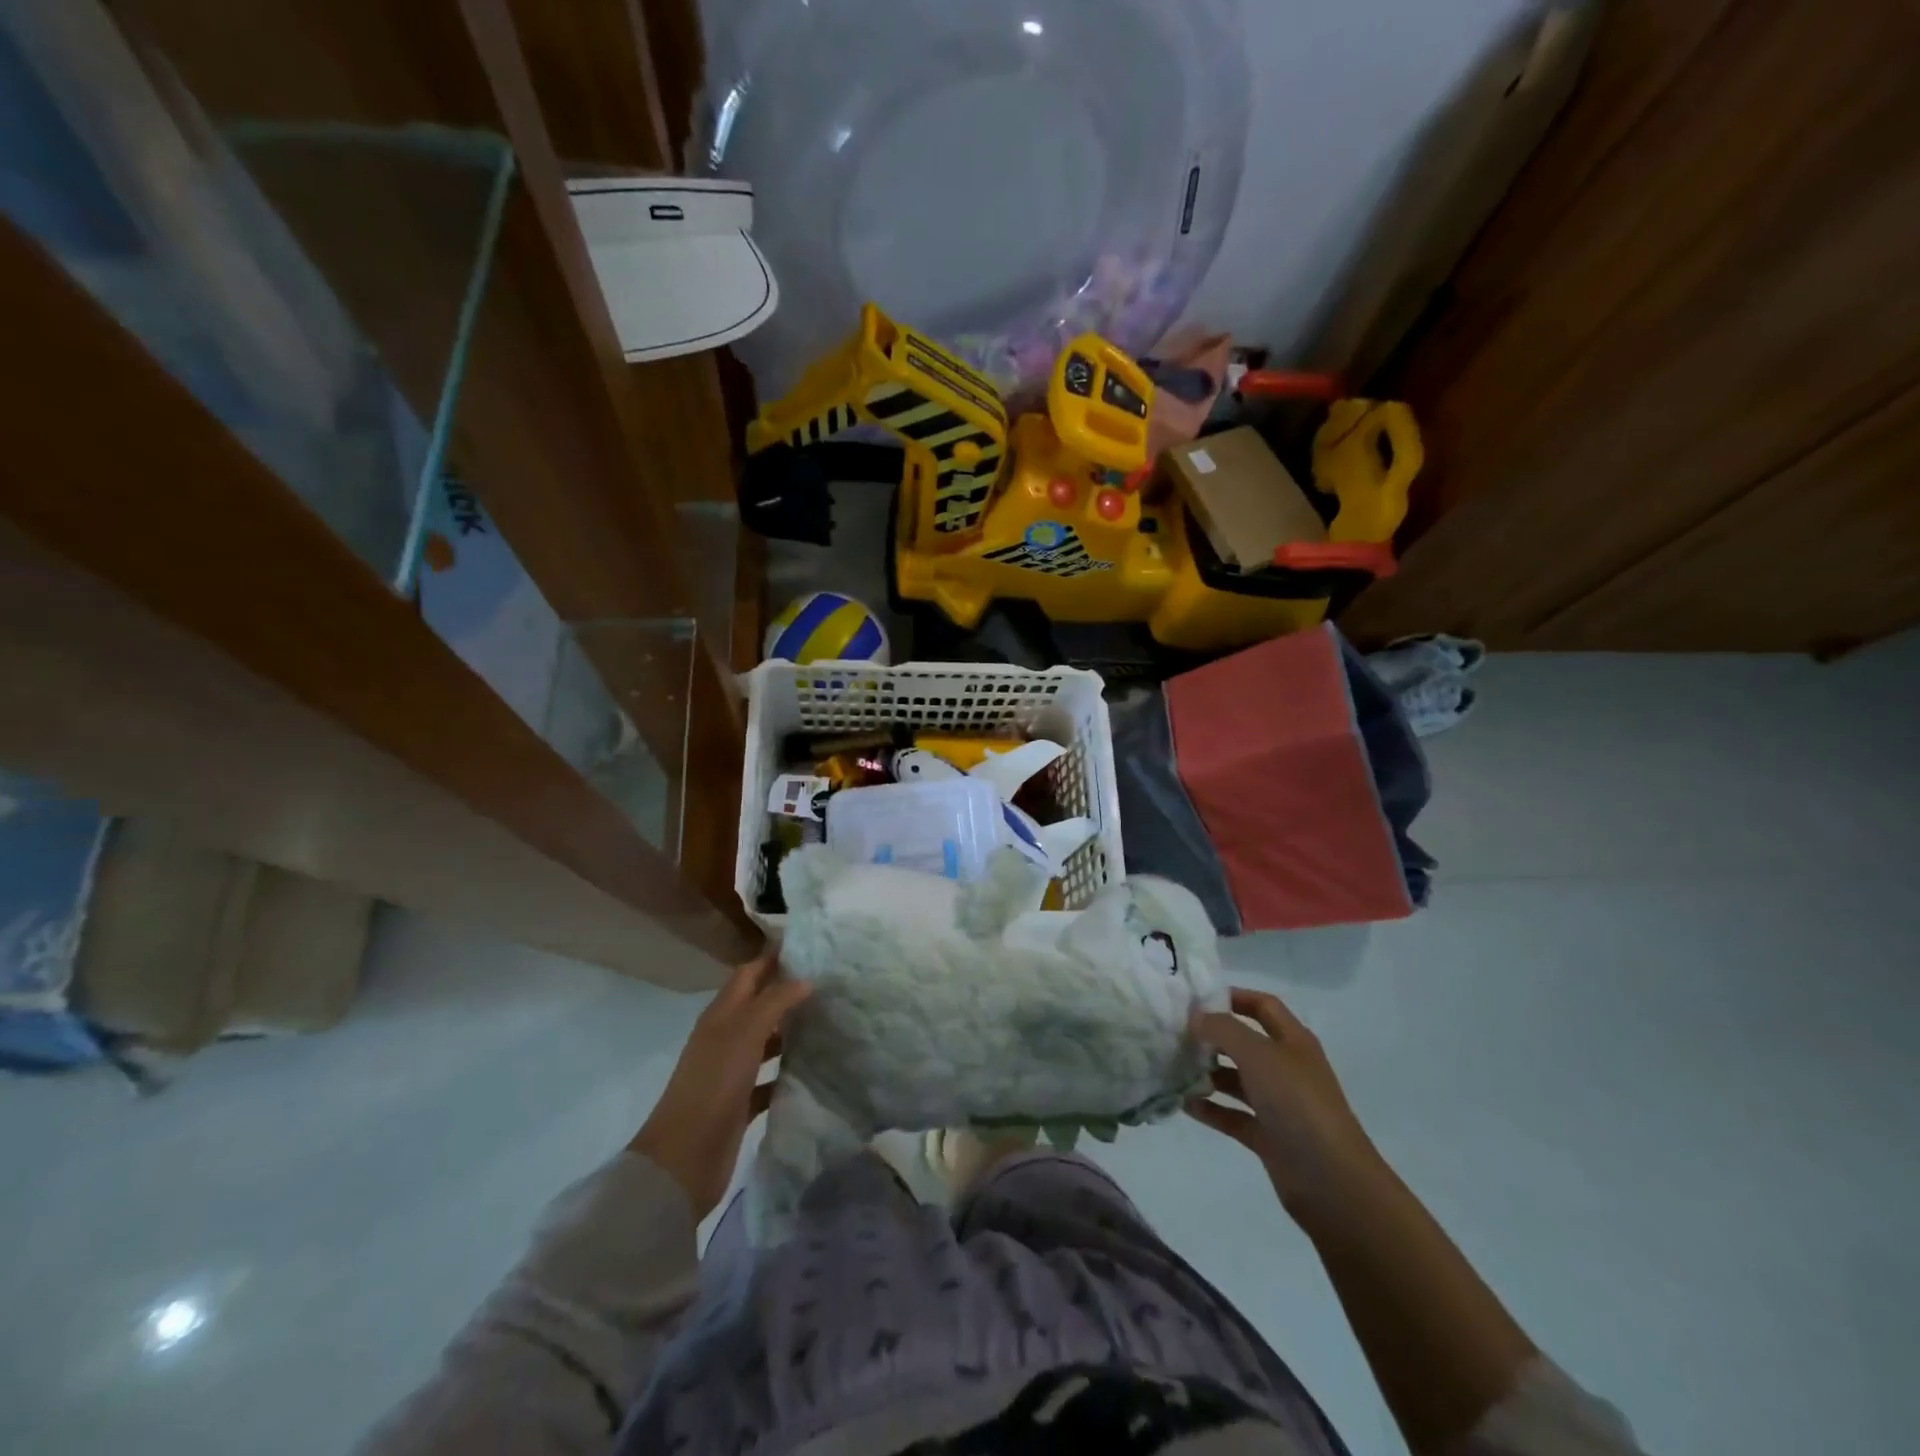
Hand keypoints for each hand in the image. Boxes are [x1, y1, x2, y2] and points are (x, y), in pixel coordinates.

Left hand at [629, 947, 809, 1219]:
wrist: (684, 1158)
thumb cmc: (713, 1084)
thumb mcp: (745, 1033)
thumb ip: (775, 1001)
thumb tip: (805, 977)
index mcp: (721, 1015)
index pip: (749, 974)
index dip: (774, 958)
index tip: (810, 948)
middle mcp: (725, 1037)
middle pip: (759, 1005)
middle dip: (788, 992)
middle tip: (830, 984)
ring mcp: (732, 1071)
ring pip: (766, 1041)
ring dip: (790, 1031)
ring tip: (828, 1021)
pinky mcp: (740, 1102)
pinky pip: (769, 1078)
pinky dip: (787, 1071)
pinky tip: (813, 1068)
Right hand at [1188, 986, 1385, 1217]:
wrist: (1332, 1182)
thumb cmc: (1297, 1103)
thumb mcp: (1258, 1055)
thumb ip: (1224, 1030)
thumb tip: (1196, 1016)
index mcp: (1293, 1042)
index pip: (1263, 1006)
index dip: (1234, 997)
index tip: (1196, 997)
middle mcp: (1286, 1069)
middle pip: (1246, 1043)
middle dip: (1213, 1037)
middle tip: (1176, 1033)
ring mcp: (1278, 1104)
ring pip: (1237, 1080)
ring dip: (1208, 1073)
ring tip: (1173, 1067)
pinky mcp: (1268, 1137)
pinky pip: (1233, 1115)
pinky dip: (1211, 1109)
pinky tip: (1184, 1103)